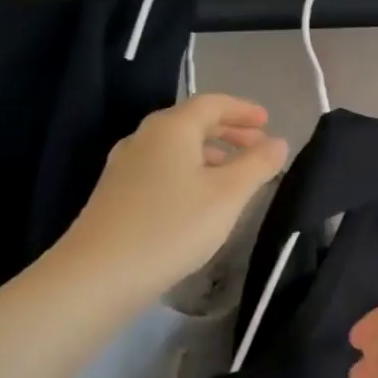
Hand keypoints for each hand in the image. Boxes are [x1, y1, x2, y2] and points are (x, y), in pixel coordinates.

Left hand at [57, 94, 287, 310]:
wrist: (99, 274)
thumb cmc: (173, 225)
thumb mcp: (228, 195)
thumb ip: (258, 164)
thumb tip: (278, 142)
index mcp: (171, 128)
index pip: (212, 103)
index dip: (243, 109)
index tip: (268, 121)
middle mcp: (144, 138)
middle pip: (192, 122)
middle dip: (229, 131)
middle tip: (258, 145)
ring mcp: (125, 166)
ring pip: (177, 148)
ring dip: (211, 153)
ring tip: (236, 174)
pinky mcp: (117, 193)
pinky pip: (163, 168)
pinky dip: (190, 171)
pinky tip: (201, 198)